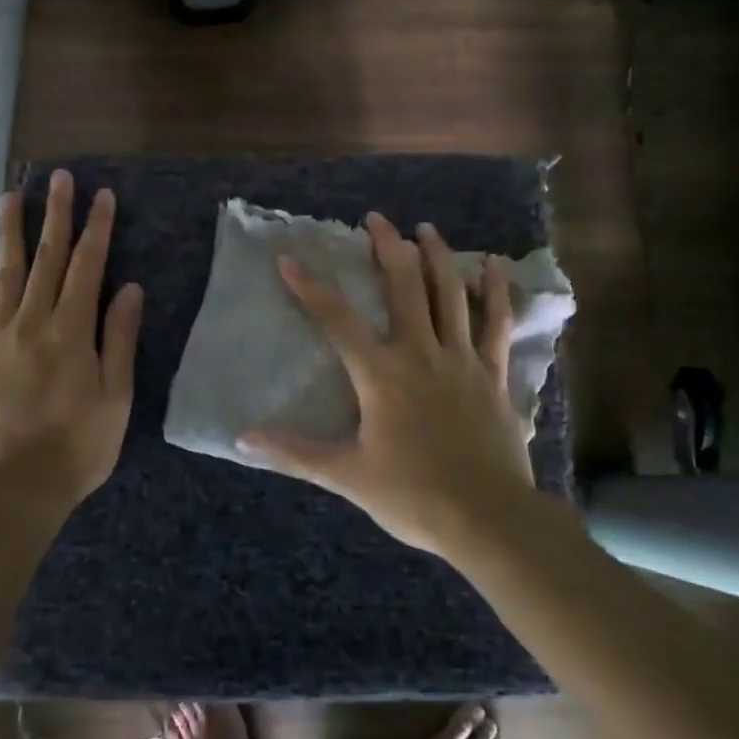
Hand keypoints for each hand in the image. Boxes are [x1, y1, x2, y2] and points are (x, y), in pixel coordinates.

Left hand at [0, 169, 142, 505]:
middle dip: (55, 215)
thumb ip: (119, 338)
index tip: (102, 196)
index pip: (88, 266)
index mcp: (72, 330)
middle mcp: (32, 322)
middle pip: (46, 258)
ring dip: (10, 231)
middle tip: (58, 177)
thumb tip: (128, 288)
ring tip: (11, 194)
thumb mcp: (116, 395)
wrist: (17, 488)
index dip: (97, 228)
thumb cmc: (80, 445)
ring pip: (5, 272)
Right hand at [240, 212, 535, 555]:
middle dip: (387, 248)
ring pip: (451, 294)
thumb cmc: (412, 495)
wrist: (487, 518)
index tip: (288, 259)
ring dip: (437, 257)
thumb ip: (294, 452)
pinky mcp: (494, 374)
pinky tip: (494, 265)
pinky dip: (496, 292)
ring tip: (426, 228)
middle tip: (376, 219)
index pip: (336, 320)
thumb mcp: (347, 475)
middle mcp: (421, 353)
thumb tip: (242, 438)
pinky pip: (496, 324)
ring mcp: (462, 359)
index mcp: (381, 374)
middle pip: (403, 287)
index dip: (309, 287)